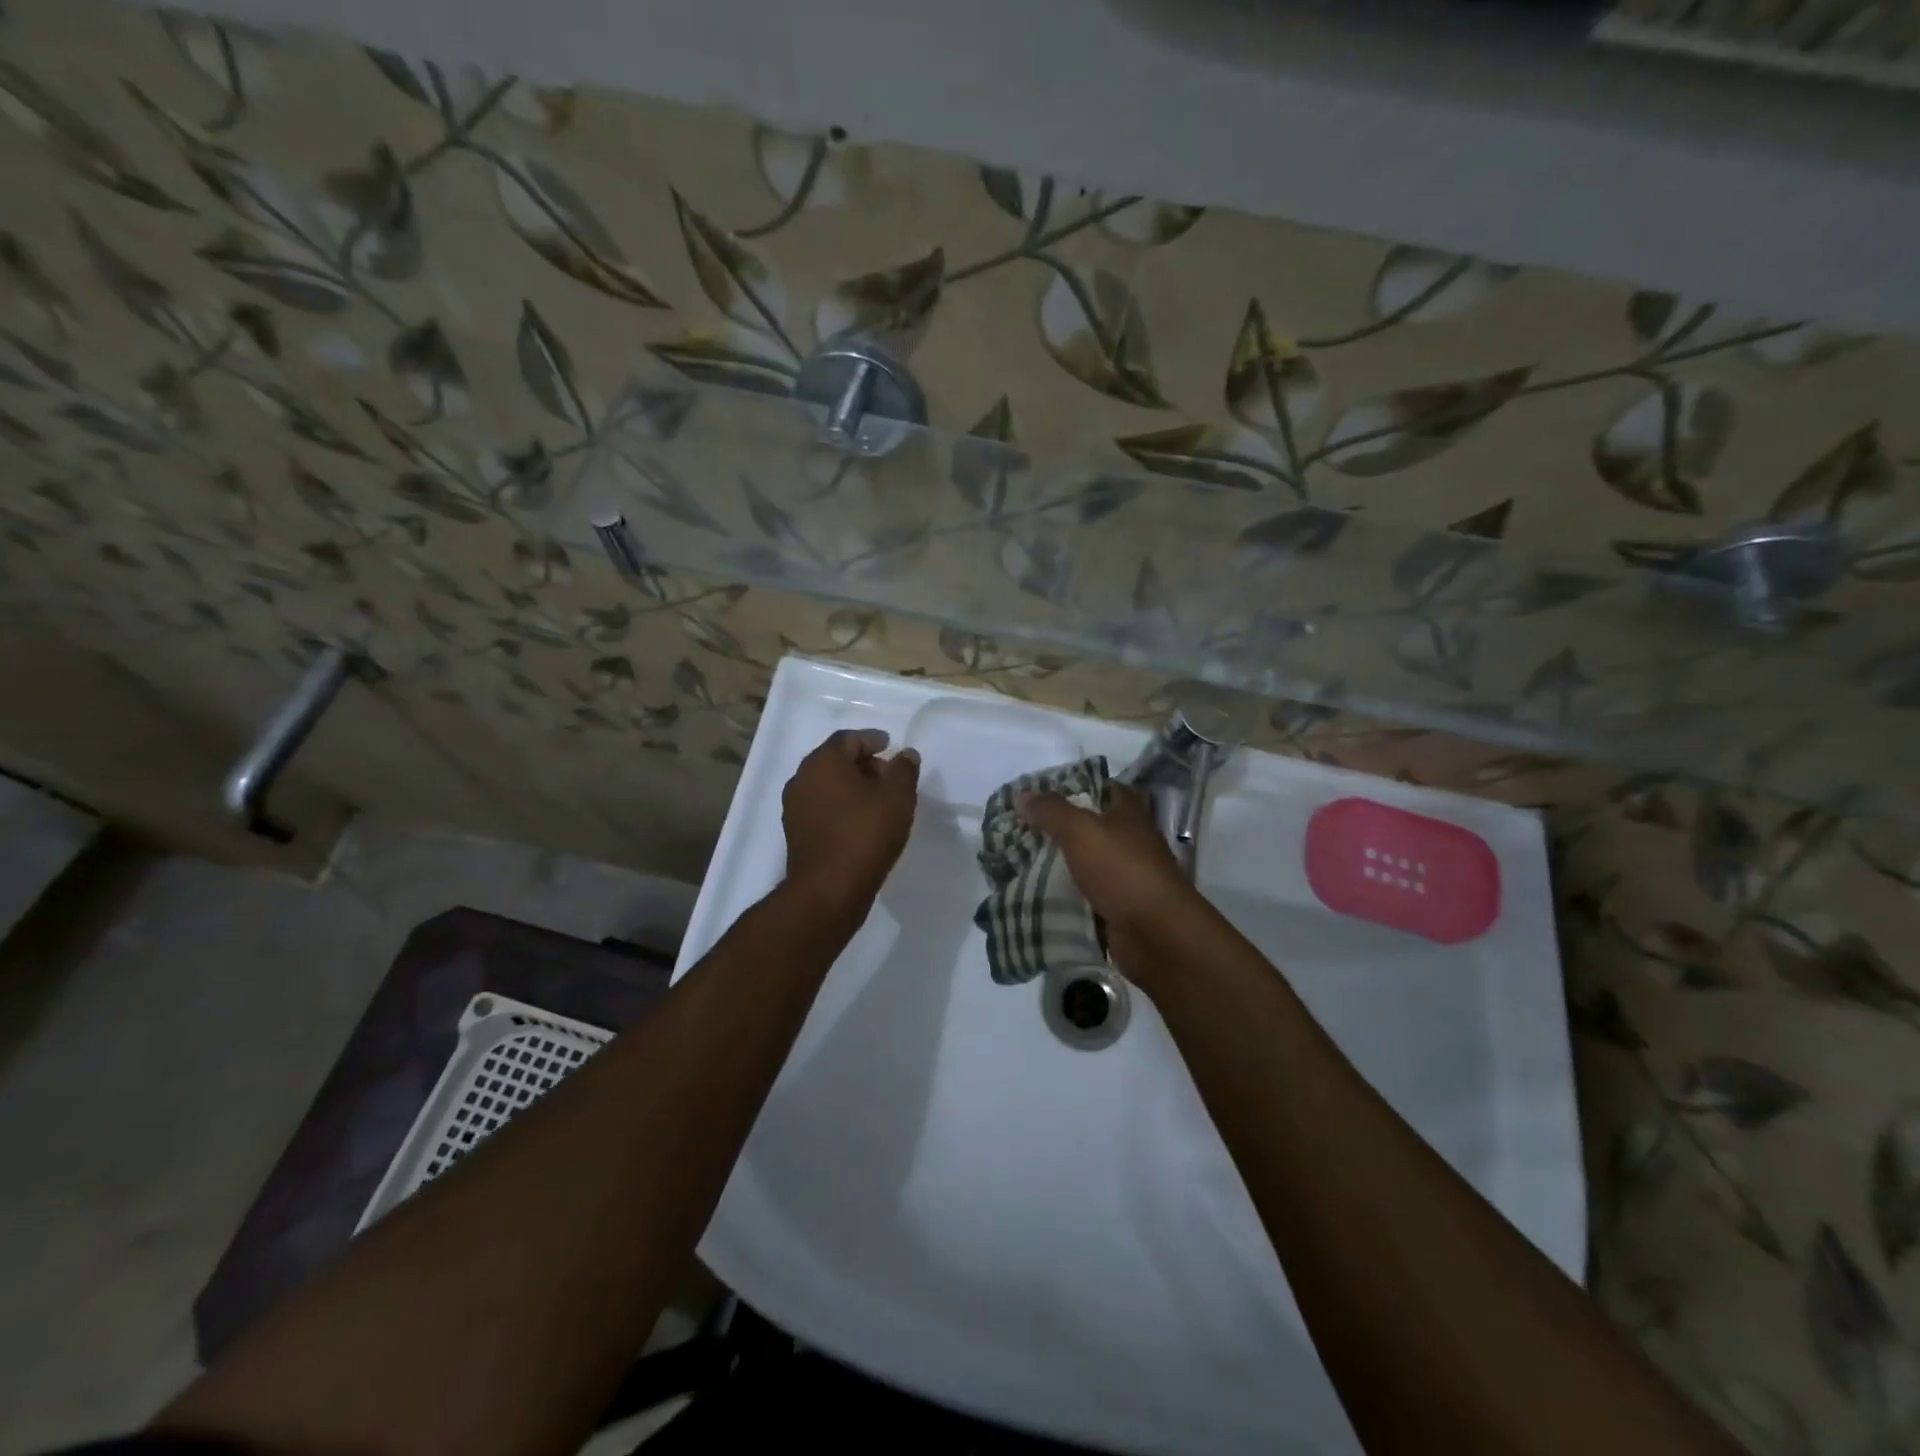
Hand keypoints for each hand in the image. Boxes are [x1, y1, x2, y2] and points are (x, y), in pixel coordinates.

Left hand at [782, 728, 919, 915]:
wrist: (829, 890)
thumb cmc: (865, 834)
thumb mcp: (897, 797)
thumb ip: (904, 770)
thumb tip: (905, 755)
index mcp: (823, 762)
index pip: (848, 739)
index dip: (872, 739)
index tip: (890, 745)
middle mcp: (802, 779)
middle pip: (835, 761)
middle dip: (863, 763)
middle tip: (889, 775)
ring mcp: (795, 808)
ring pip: (828, 786)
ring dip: (852, 787)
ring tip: (880, 801)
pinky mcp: (796, 833)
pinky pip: (823, 808)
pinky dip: (842, 806)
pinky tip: (862, 822)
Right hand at [1018, 783, 1200, 978]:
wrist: (1154, 933)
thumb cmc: (1121, 870)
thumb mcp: (1081, 831)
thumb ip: (1051, 811)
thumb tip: (1022, 795)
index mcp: (1130, 815)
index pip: (1109, 789)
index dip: (1083, 786)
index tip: (1048, 793)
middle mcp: (1133, 842)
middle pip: (1097, 828)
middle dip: (1065, 828)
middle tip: (1026, 829)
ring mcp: (1129, 877)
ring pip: (1090, 863)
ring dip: (1064, 864)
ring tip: (1024, 861)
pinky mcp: (1121, 908)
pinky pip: (1089, 896)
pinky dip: (1070, 896)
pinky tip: (1041, 894)